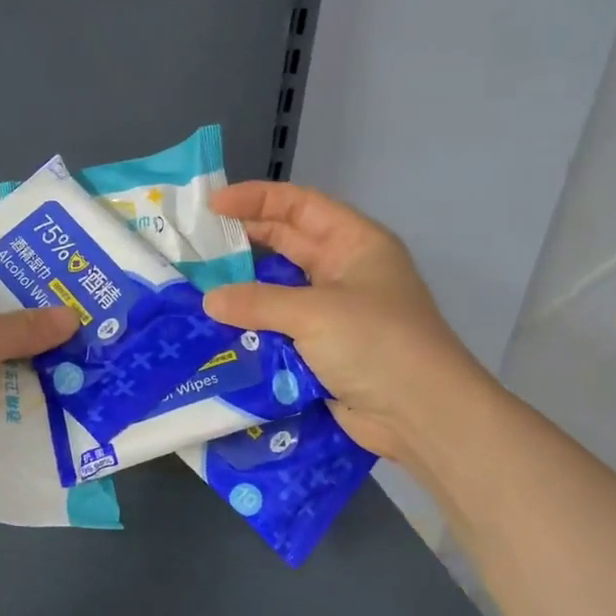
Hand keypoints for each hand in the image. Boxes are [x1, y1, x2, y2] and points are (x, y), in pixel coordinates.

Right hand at [203, 182, 478, 461]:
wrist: (420, 415)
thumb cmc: (376, 343)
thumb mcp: (316, 312)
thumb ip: (258, 302)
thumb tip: (209, 300)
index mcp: (354, 243)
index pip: (300, 205)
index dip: (257, 199)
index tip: (213, 204)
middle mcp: (343, 271)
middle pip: (286, 245)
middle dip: (243, 243)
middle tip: (195, 246)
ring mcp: (333, 313)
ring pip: (278, 290)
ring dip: (243, 290)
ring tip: (197, 287)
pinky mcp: (322, 350)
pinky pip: (280, 329)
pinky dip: (252, 328)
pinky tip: (218, 329)